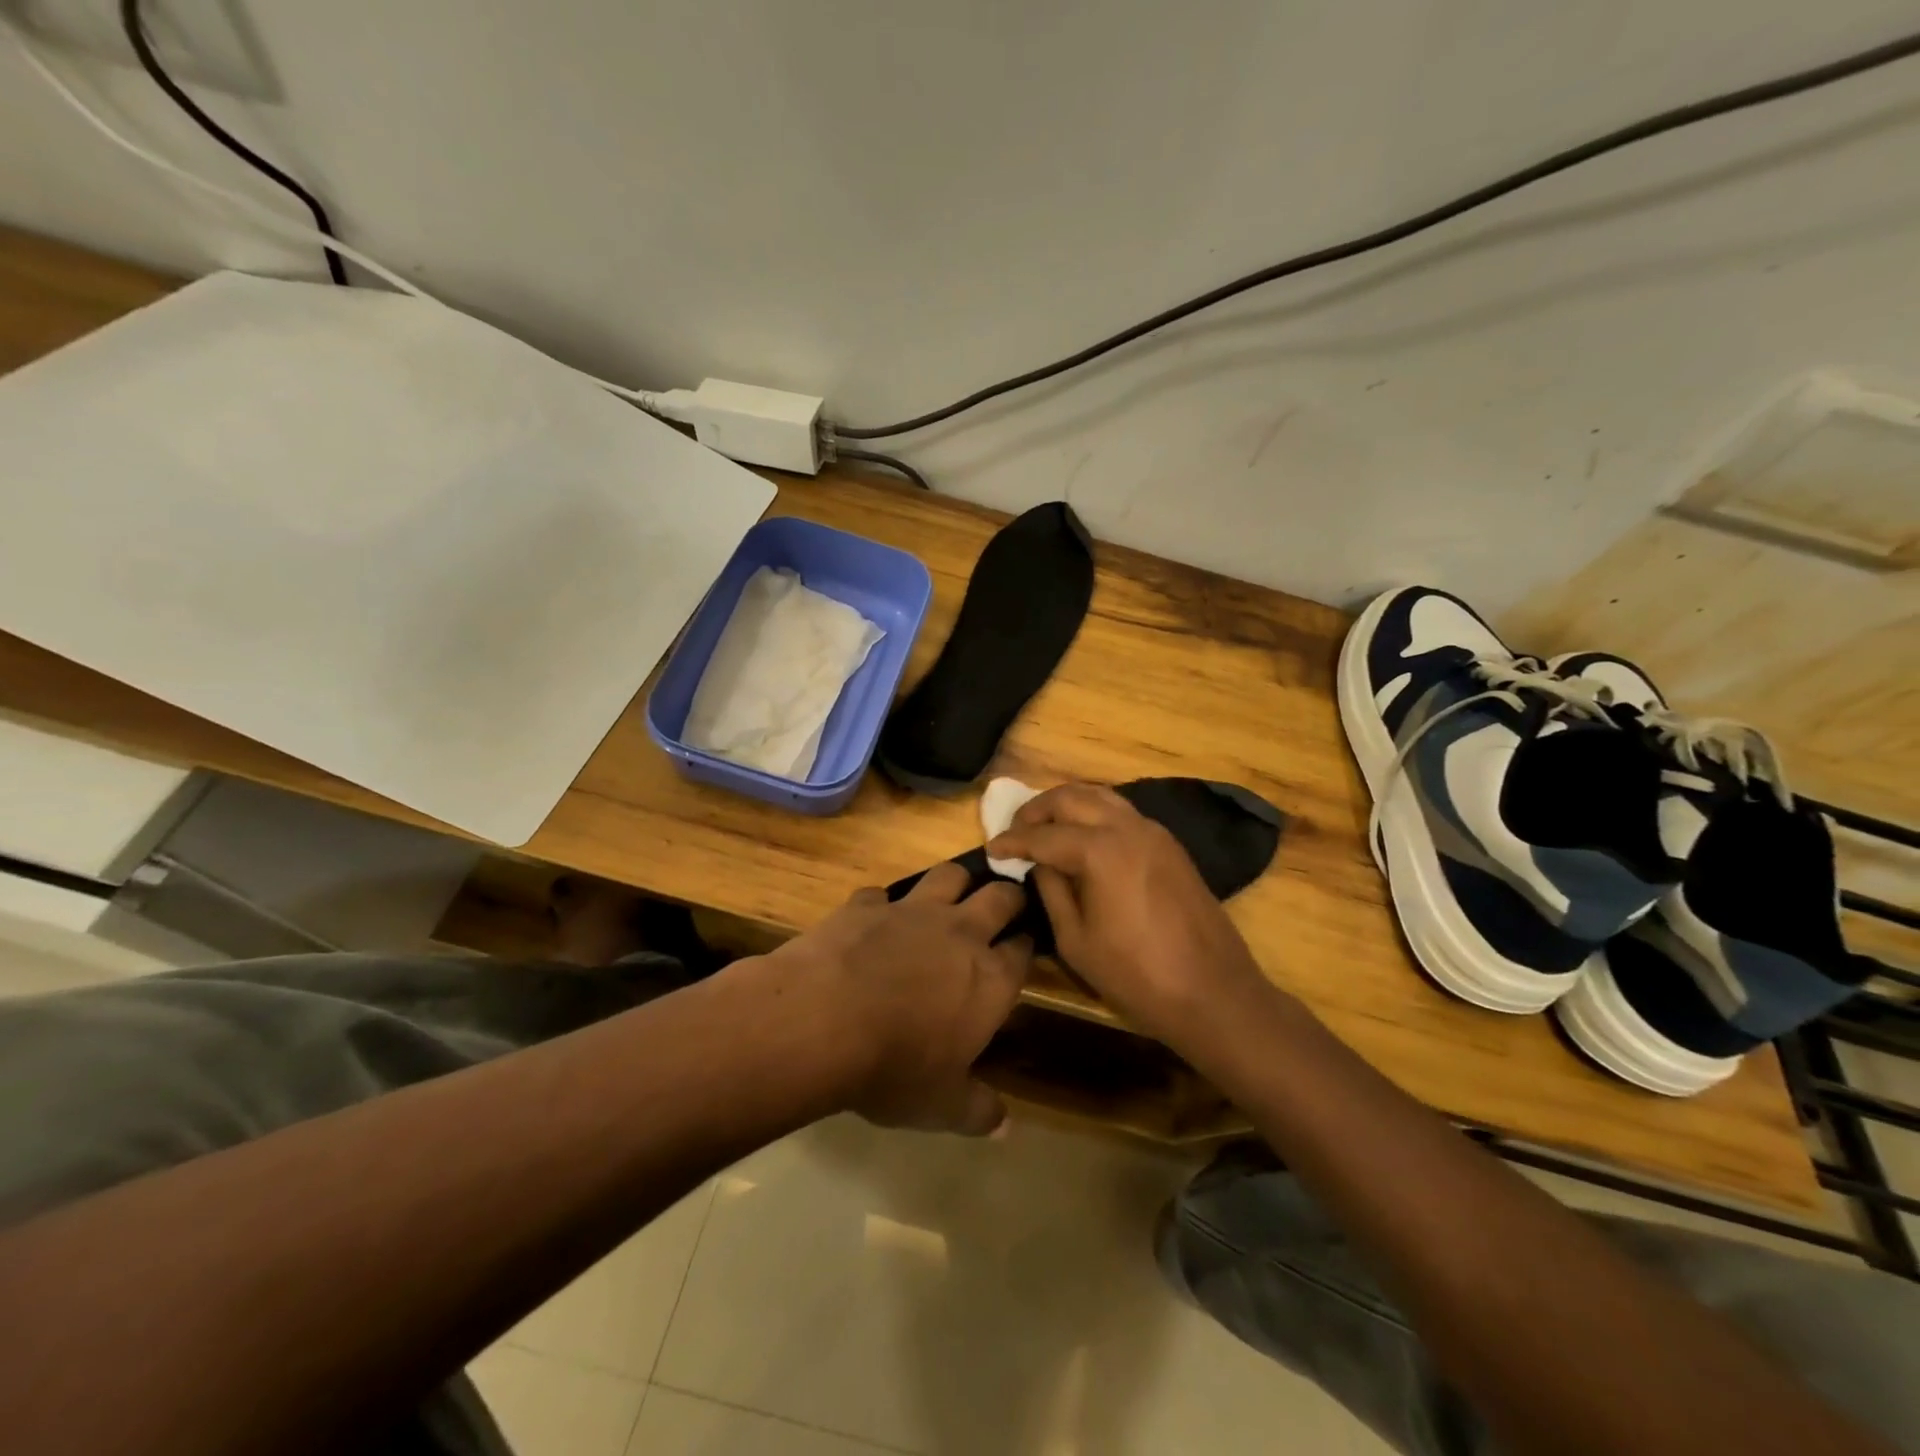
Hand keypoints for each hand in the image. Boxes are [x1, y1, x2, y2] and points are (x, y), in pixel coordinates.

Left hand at [764, 864, 1032, 1134]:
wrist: (821, 1021)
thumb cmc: (894, 1067)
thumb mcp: (941, 1105)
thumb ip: (978, 1110)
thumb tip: (1005, 1127)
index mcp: (989, 977)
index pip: (1024, 949)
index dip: (1026, 946)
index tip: (1024, 947)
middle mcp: (960, 932)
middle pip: (1000, 896)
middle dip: (1008, 897)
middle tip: (1005, 906)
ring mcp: (912, 911)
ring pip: (949, 875)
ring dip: (955, 882)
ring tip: (951, 895)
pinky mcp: (866, 904)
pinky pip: (881, 894)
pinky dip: (882, 904)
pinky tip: (874, 920)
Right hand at [987, 783, 1272, 1047]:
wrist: (1214, 992)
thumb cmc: (1137, 976)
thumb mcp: (1076, 941)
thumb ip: (1052, 891)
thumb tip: (1039, 862)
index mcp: (1100, 850)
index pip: (1043, 834)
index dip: (1013, 841)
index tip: (991, 848)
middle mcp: (1127, 827)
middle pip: (1072, 797)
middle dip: (1037, 809)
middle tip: (1016, 831)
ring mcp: (1154, 832)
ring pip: (1100, 796)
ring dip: (1067, 804)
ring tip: (1045, 827)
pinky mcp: (1169, 844)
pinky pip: (1122, 812)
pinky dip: (1095, 813)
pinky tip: (1083, 838)